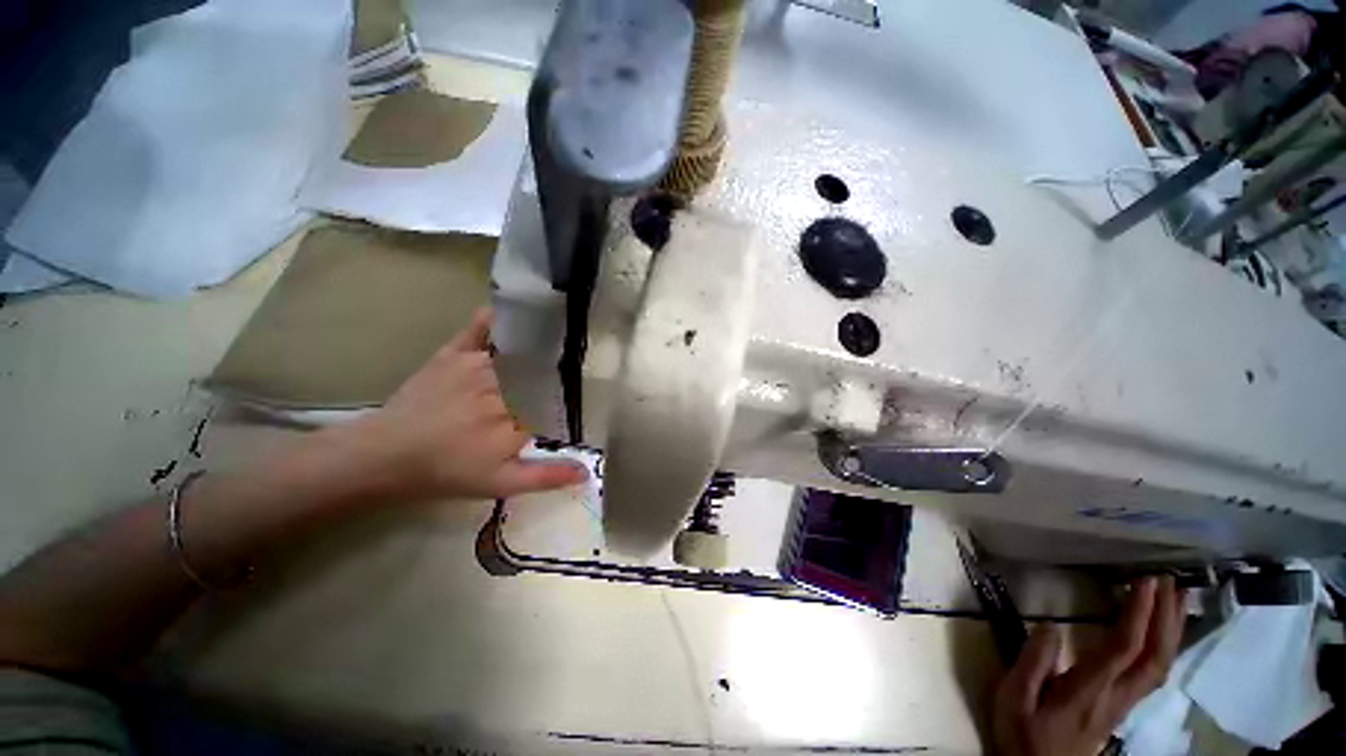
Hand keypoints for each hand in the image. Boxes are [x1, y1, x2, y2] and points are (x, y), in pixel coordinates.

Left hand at [310, 309, 586, 504]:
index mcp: (516, 420)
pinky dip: (495, 319)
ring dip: (538, 346)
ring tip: (557, 338)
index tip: (581, 395)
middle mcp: (501, 389)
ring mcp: (475, 367)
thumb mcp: (500, 484)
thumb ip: (545, 476)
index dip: (569, 396)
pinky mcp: (452, 354)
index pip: (557, 400)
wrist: (384, 456)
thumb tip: (588, 472)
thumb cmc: (446, 473)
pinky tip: (510, 313)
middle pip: (542, 373)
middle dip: (557, 371)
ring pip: (519, 351)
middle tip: (569, 369)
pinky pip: (479, 329)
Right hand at [993, 576, 1185, 755]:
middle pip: (1154, 657)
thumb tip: (1050, 624)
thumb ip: (1031, 662)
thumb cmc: (1022, 732)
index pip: (1122, 648)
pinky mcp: (1122, 706)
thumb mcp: (1013, 697)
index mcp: (1088, 690)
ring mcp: (1124, 703)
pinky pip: (1154, 673)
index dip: (1138, 614)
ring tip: (1177, 598)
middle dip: (1166, 617)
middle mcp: (1116, 696)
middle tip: (1169, 580)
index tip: (1143, 580)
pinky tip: (1163, 633)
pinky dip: (1165, 647)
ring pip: (1161, 666)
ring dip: (1172, 631)